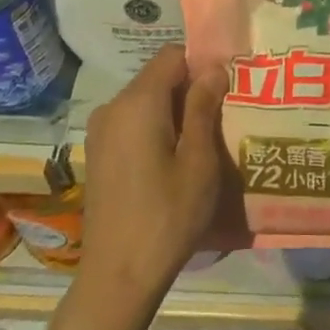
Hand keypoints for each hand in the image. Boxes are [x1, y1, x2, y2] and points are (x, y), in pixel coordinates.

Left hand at [78, 45, 228, 306]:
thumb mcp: (198, 161)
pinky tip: (178, 161)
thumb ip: (203, 108)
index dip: (202, 64)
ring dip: (176, 113)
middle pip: (157, 79)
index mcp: (137, 103)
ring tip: (207, 141)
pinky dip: (158, 131)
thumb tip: (214, 68)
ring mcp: (100, 133)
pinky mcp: (99, 155)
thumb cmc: (168, 215)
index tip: (230, 86)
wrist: (120, 272)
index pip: (171, 57)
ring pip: (146, 104)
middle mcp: (112, 108)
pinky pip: (133, 126)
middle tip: (226, 116)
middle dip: (191, 90)